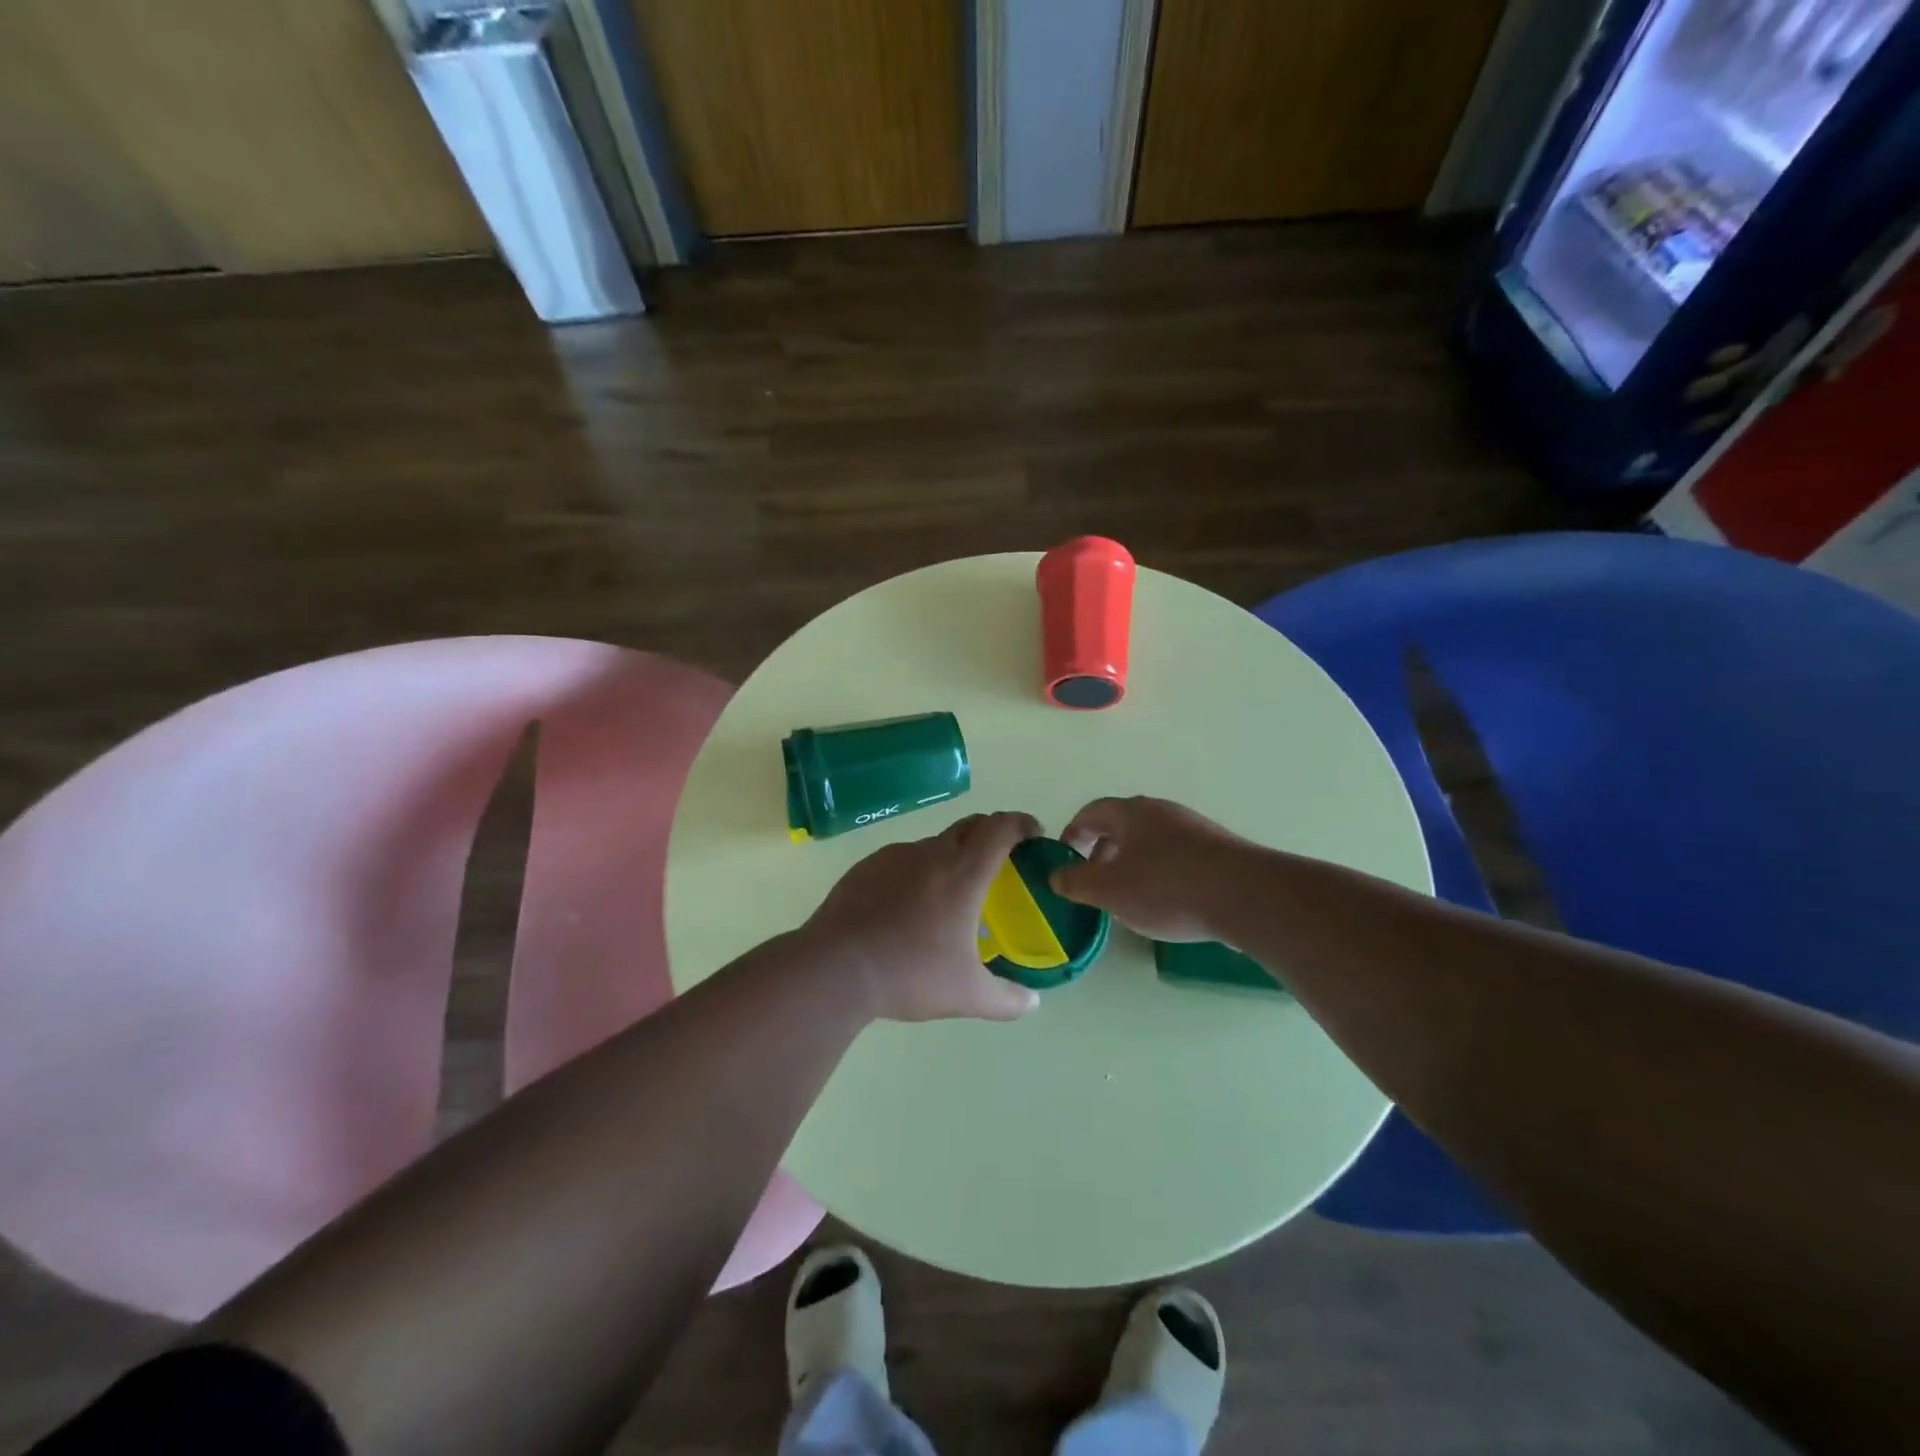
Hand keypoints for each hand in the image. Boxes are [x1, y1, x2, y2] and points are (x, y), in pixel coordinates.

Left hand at [803, 812, 1044, 1023]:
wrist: (833, 968)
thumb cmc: (909, 975)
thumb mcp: (966, 996)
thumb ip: (1006, 1000)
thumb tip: (1032, 1003)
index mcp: (963, 874)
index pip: (1000, 828)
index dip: (1021, 823)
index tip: (1033, 835)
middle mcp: (931, 854)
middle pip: (970, 826)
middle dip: (991, 835)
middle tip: (1000, 862)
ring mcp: (894, 856)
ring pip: (934, 844)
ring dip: (951, 856)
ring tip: (949, 894)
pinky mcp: (866, 867)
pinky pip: (902, 860)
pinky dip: (916, 872)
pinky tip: (907, 907)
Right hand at [1052, 796, 1246, 942]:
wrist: (1245, 895)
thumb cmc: (1166, 888)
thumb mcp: (1108, 890)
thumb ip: (1076, 881)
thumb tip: (1056, 875)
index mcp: (1131, 812)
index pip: (1092, 812)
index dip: (1073, 831)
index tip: (1065, 855)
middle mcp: (1162, 811)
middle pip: (1123, 824)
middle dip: (1103, 849)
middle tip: (1094, 878)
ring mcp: (1194, 828)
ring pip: (1152, 840)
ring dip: (1133, 861)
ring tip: (1129, 894)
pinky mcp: (1219, 849)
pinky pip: (1178, 855)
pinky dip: (1162, 872)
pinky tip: (1167, 900)